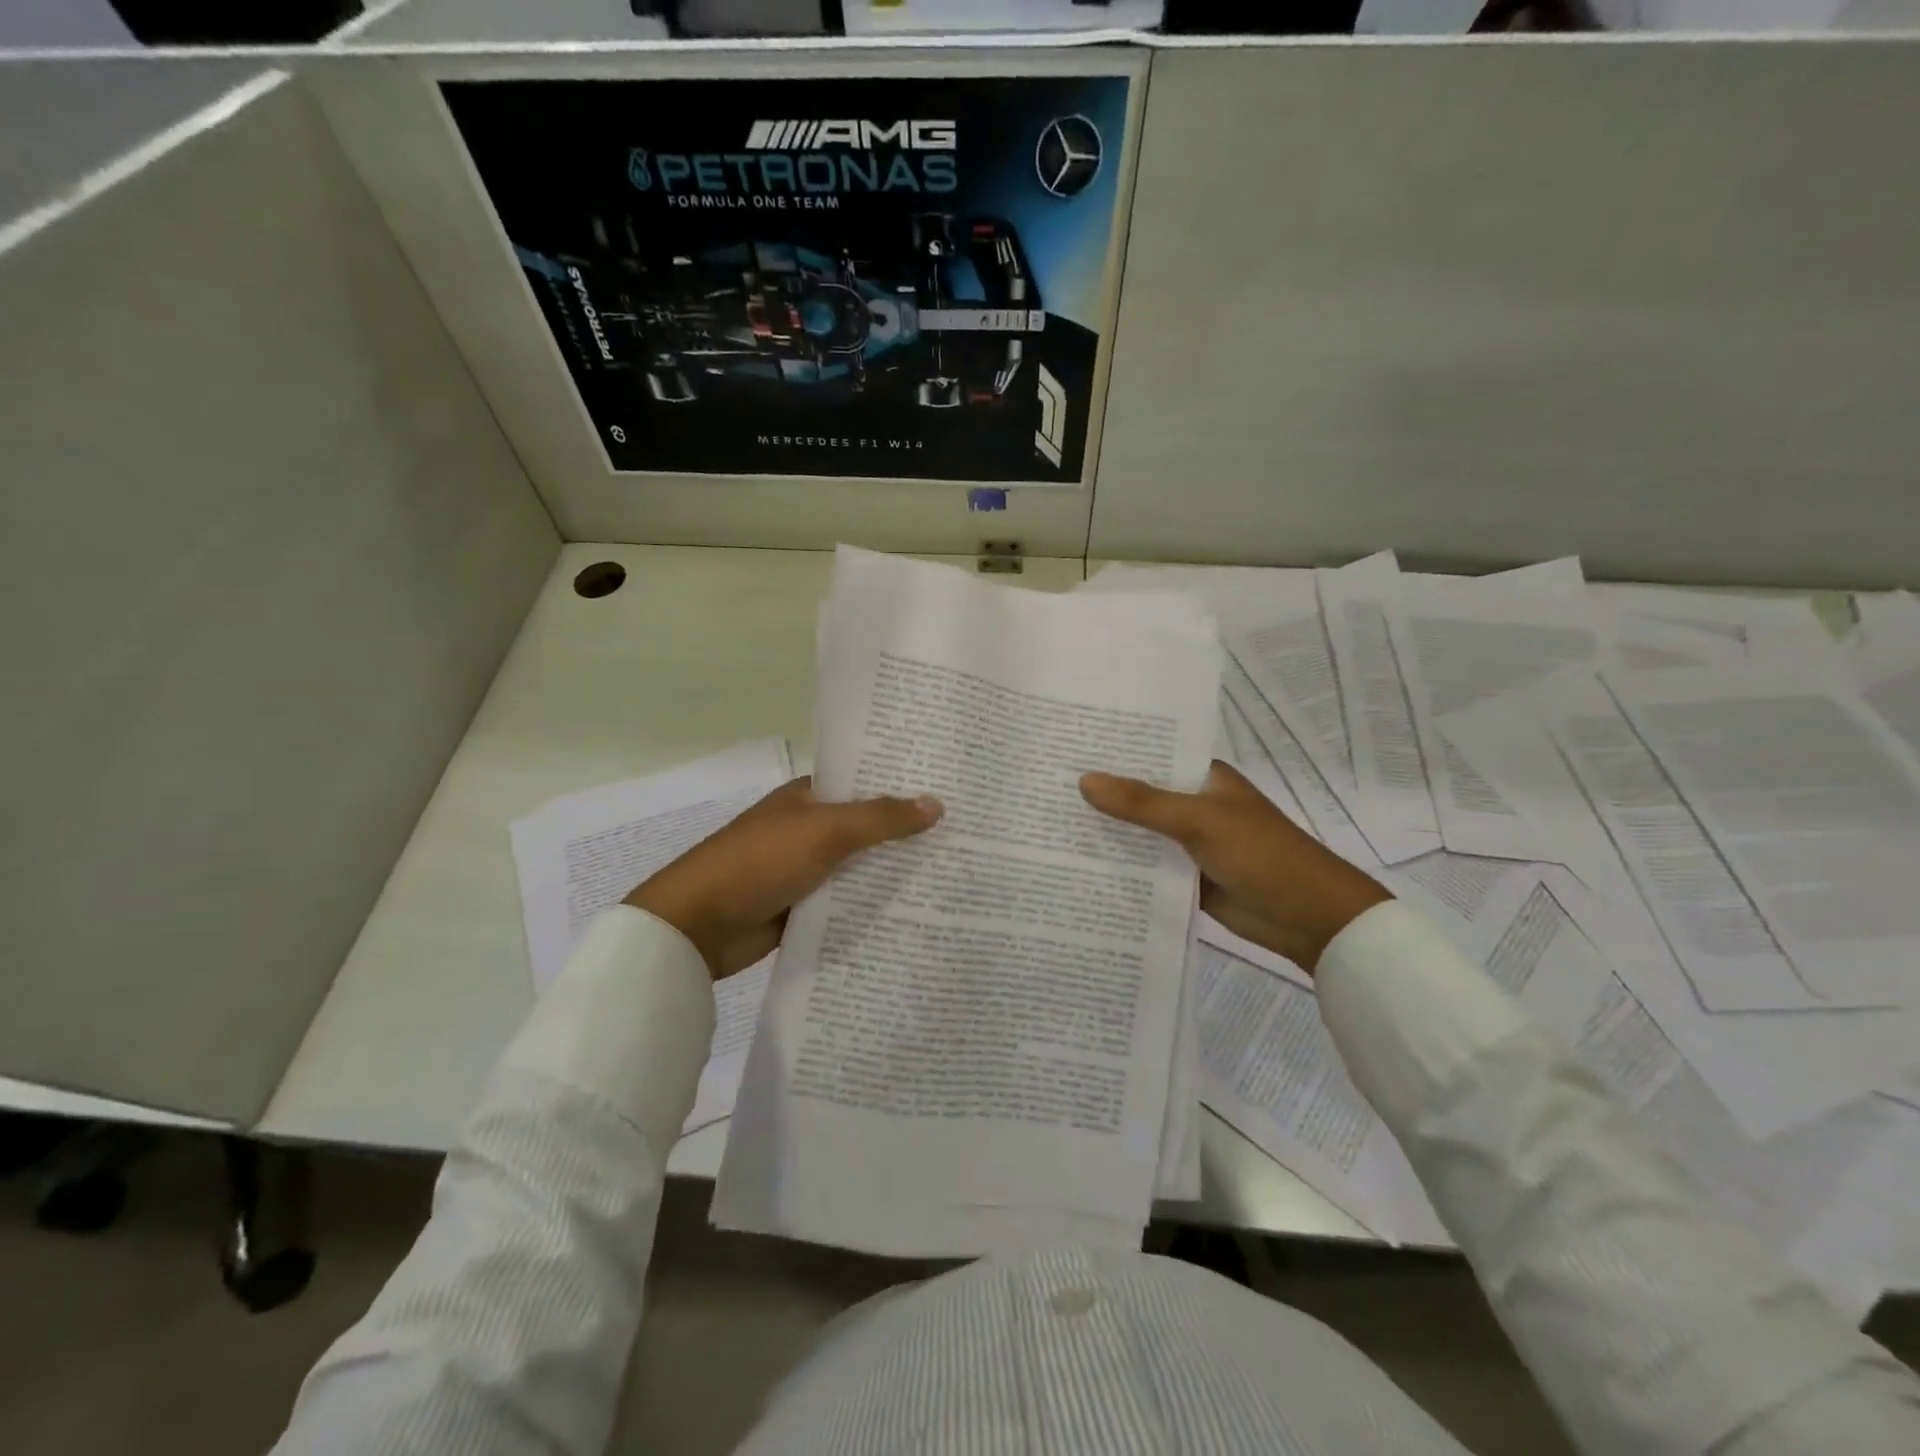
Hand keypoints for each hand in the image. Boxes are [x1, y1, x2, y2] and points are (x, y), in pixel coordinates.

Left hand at [625, 778, 941, 978]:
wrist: (698, 925)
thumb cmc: (760, 861)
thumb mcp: (825, 831)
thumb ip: (881, 818)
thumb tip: (937, 804)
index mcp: (808, 797)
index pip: (864, 784)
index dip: (902, 787)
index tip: (949, 793)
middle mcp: (808, 828)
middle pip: (866, 827)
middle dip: (905, 834)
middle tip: (962, 838)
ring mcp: (804, 870)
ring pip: (858, 867)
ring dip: (892, 873)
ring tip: (950, 876)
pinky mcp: (801, 908)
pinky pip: (845, 903)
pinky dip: (871, 906)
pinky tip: (913, 912)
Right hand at [1080, 761, 1391, 973]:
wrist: (1307, 917)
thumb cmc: (1261, 853)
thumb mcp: (1199, 821)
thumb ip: (1142, 803)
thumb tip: (1084, 781)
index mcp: (1202, 777)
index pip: (1150, 756)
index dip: (1112, 753)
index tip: (1065, 748)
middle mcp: (1192, 804)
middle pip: (1140, 795)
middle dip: (1102, 794)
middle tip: (1044, 785)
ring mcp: (1188, 842)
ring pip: (1139, 832)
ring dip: (1107, 831)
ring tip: (1049, 822)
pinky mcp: (1184, 876)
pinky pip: (1146, 866)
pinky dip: (1121, 865)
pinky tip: (1078, 862)